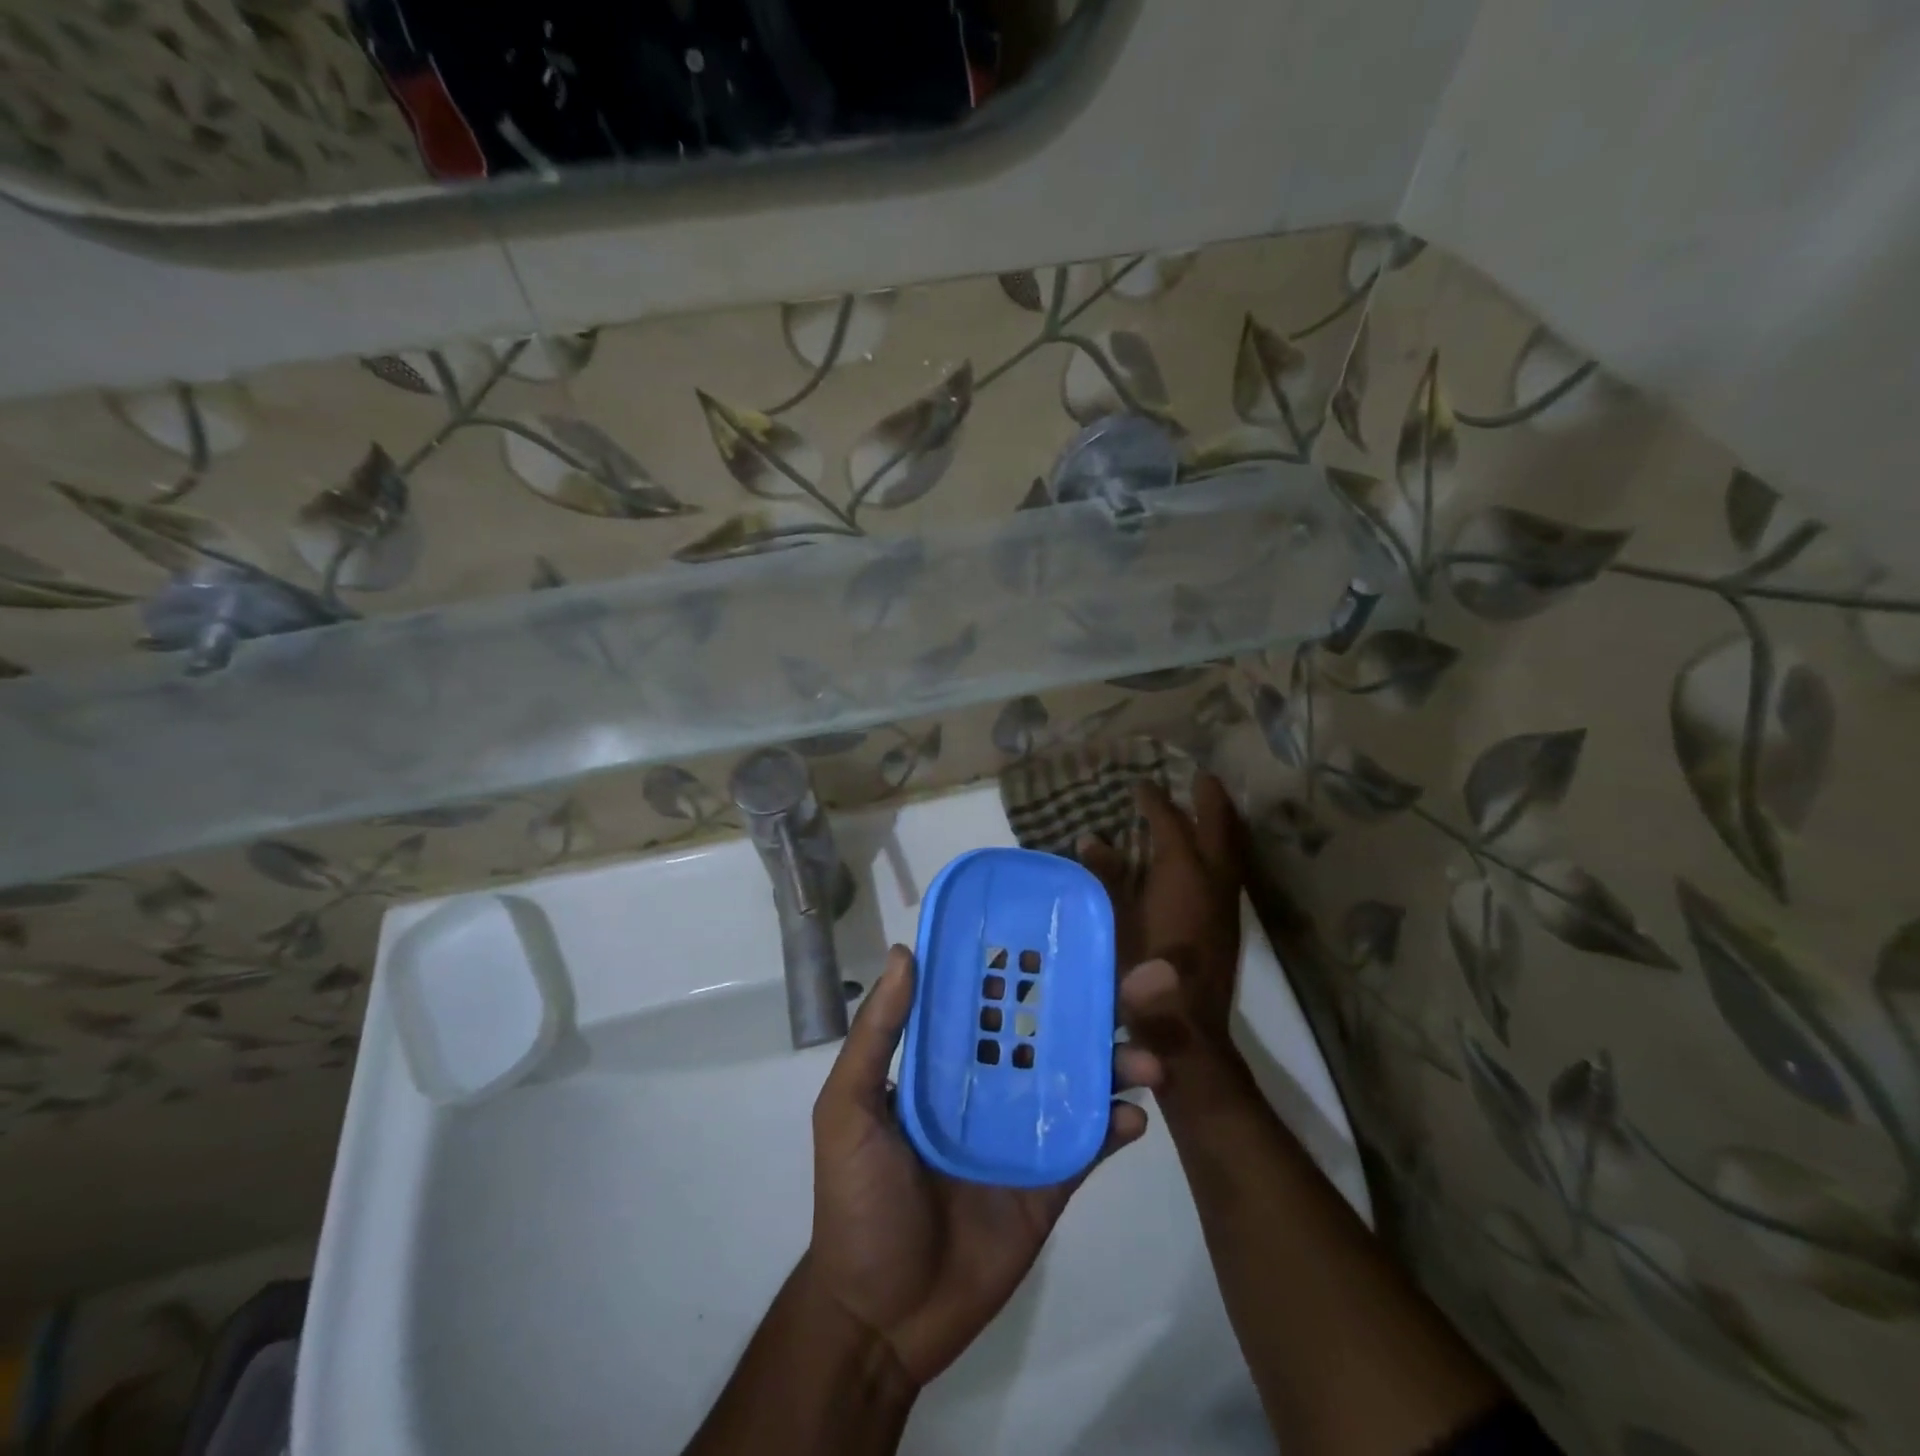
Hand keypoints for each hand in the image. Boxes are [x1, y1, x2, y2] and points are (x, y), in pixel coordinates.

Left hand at [807, 946, 1161, 1385]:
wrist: (881, 1317)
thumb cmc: (858, 1200)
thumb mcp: (848, 1109)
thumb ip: (876, 1035)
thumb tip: (905, 952)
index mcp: (948, 1061)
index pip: (995, 1001)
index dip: (1029, 967)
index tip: (1069, 933)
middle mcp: (992, 1085)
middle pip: (1052, 1032)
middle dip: (1099, 1005)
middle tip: (1148, 979)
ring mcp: (1025, 1131)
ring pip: (1082, 1081)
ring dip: (1119, 1062)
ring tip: (1148, 1060)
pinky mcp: (1050, 1181)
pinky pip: (1091, 1144)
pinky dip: (1117, 1124)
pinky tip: (1134, 1115)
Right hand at [1081, 775, 1245, 1069]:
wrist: (1187, 1028)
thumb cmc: (1141, 971)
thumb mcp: (1114, 920)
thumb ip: (1105, 876)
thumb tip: (1090, 838)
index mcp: (1182, 873)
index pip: (1171, 824)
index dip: (1155, 802)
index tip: (1141, 784)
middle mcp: (1212, 880)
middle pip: (1218, 828)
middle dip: (1210, 799)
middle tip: (1201, 775)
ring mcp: (1226, 903)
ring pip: (1232, 849)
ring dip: (1222, 823)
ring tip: (1212, 805)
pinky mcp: (1229, 923)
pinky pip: (1231, 869)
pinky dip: (1223, 850)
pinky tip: (1210, 857)